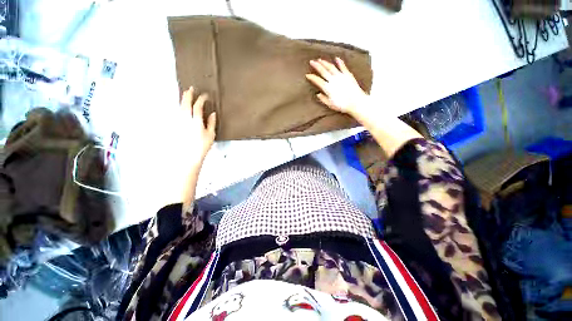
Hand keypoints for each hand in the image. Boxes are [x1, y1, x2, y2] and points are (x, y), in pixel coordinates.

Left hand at [180, 86, 216, 162]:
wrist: (189, 156)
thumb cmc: (202, 146)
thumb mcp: (210, 135)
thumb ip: (212, 123)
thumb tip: (213, 114)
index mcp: (196, 121)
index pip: (198, 106)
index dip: (201, 99)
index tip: (205, 96)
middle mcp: (186, 119)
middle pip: (185, 104)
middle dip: (188, 95)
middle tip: (190, 89)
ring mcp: (179, 122)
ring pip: (180, 107)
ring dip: (183, 100)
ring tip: (185, 95)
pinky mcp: (176, 126)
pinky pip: (177, 112)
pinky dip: (180, 107)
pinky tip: (181, 107)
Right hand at [305, 57, 368, 116]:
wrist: (355, 102)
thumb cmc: (342, 105)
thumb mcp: (330, 104)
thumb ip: (323, 99)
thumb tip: (318, 94)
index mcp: (328, 88)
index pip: (317, 81)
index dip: (312, 77)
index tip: (307, 75)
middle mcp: (333, 80)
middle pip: (323, 71)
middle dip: (316, 66)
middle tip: (311, 61)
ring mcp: (340, 76)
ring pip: (331, 67)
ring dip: (325, 63)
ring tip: (320, 59)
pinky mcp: (348, 75)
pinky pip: (342, 66)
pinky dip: (339, 62)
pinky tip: (336, 58)